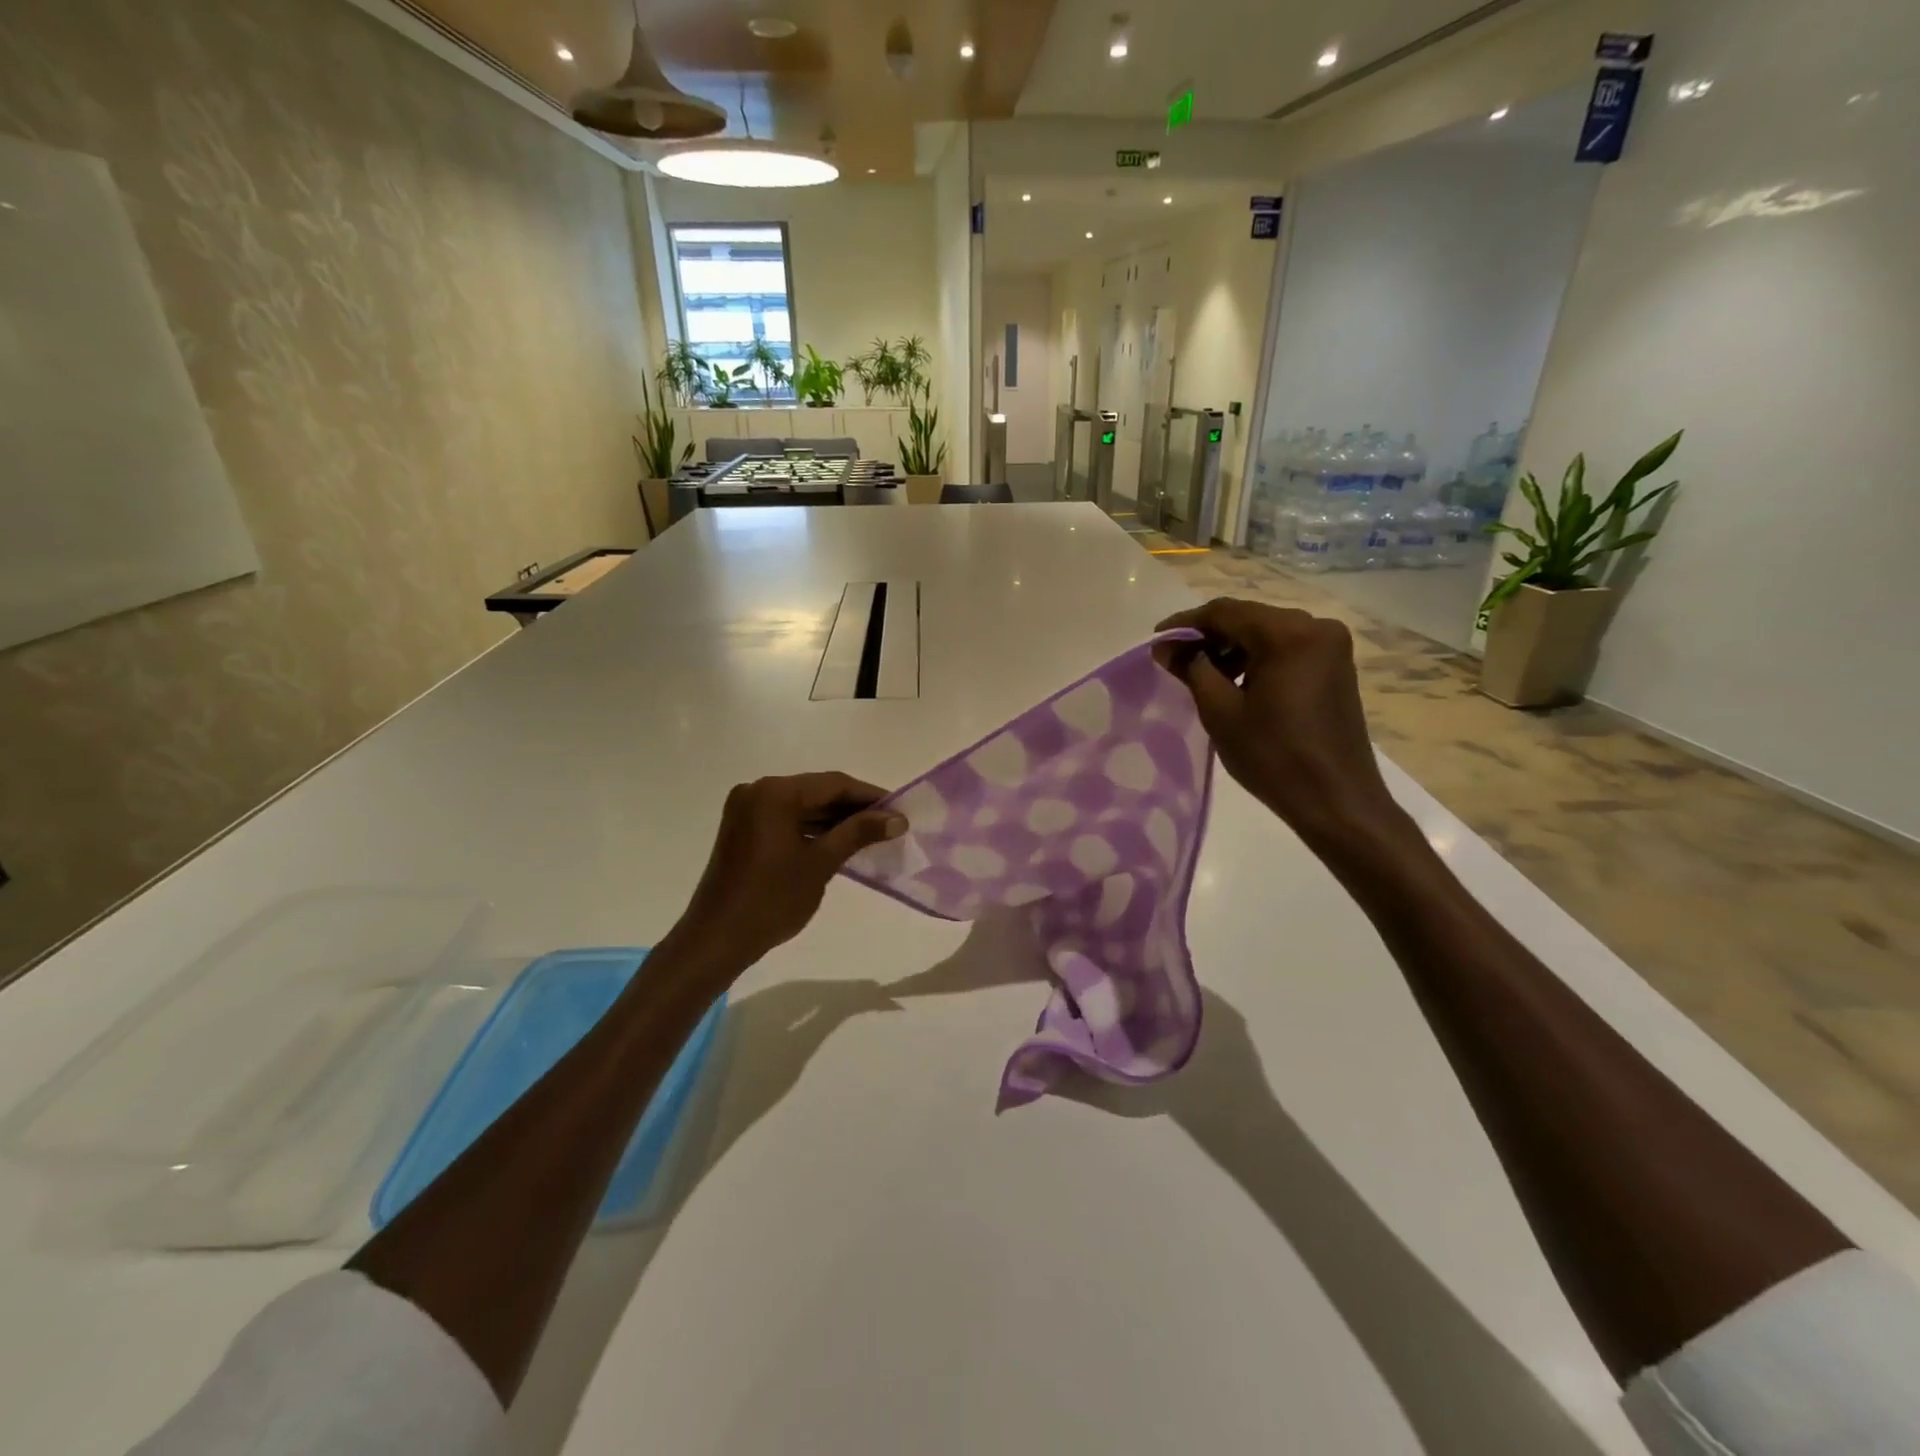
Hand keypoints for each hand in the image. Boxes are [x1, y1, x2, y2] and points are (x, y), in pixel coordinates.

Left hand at [669, 773, 906, 972]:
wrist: (718, 938)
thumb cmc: (773, 899)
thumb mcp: (821, 863)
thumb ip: (858, 833)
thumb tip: (897, 818)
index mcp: (775, 792)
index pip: (833, 783)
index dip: (869, 795)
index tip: (899, 809)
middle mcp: (757, 790)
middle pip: (816, 791)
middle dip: (852, 806)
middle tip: (889, 822)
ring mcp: (746, 810)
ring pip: (801, 805)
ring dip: (833, 818)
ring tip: (871, 833)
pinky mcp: (742, 829)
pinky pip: (785, 819)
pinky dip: (811, 828)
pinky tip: (839, 841)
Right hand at [1155, 599, 1401, 847]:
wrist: (1336, 800)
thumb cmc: (1273, 757)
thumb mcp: (1220, 711)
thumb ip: (1192, 669)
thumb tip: (1166, 646)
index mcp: (1288, 633)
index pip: (1225, 612)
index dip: (1186, 623)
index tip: (1157, 640)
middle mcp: (1315, 627)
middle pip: (1249, 617)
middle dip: (1209, 635)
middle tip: (1175, 659)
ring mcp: (1330, 646)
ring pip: (1267, 632)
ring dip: (1232, 647)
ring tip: (1201, 673)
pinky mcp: (1336, 666)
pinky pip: (1287, 647)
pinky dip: (1257, 657)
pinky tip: (1235, 680)